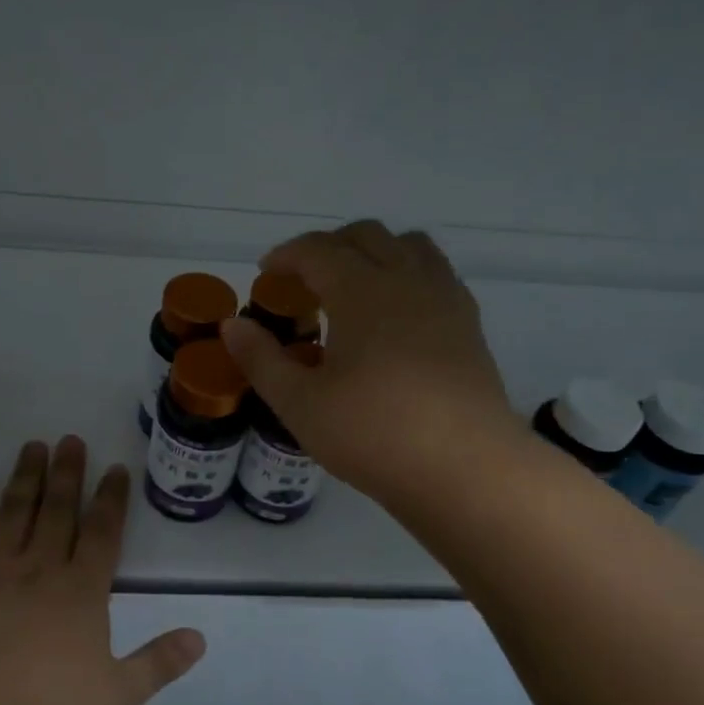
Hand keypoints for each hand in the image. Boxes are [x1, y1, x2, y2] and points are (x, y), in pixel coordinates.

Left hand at [0, 437, 205, 704]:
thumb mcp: (117, 695)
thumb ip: (158, 664)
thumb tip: (200, 638)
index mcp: (81, 591)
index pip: (103, 533)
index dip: (112, 499)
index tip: (116, 468)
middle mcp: (40, 567)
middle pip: (58, 510)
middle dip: (68, 473)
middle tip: (71, 439)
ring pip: (14, 511)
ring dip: (26, 477)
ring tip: (33, 445)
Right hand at [222, 220, 525, 507]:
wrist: (466, 469)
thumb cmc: (373, 434)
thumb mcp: (299, 403)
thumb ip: (261, 359)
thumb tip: (233, 325)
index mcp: (361, 290)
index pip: (317, 250)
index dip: (286, 255)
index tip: (265, 273)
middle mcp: (406, 280)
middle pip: (366, 235)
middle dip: (328, 246)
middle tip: (304, 280)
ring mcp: (445, 299)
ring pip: (410, 245)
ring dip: (374, 252)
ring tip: (354, 286)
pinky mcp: (470, 325)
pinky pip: (437, 273)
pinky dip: (408, 274)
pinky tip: (398, 313)